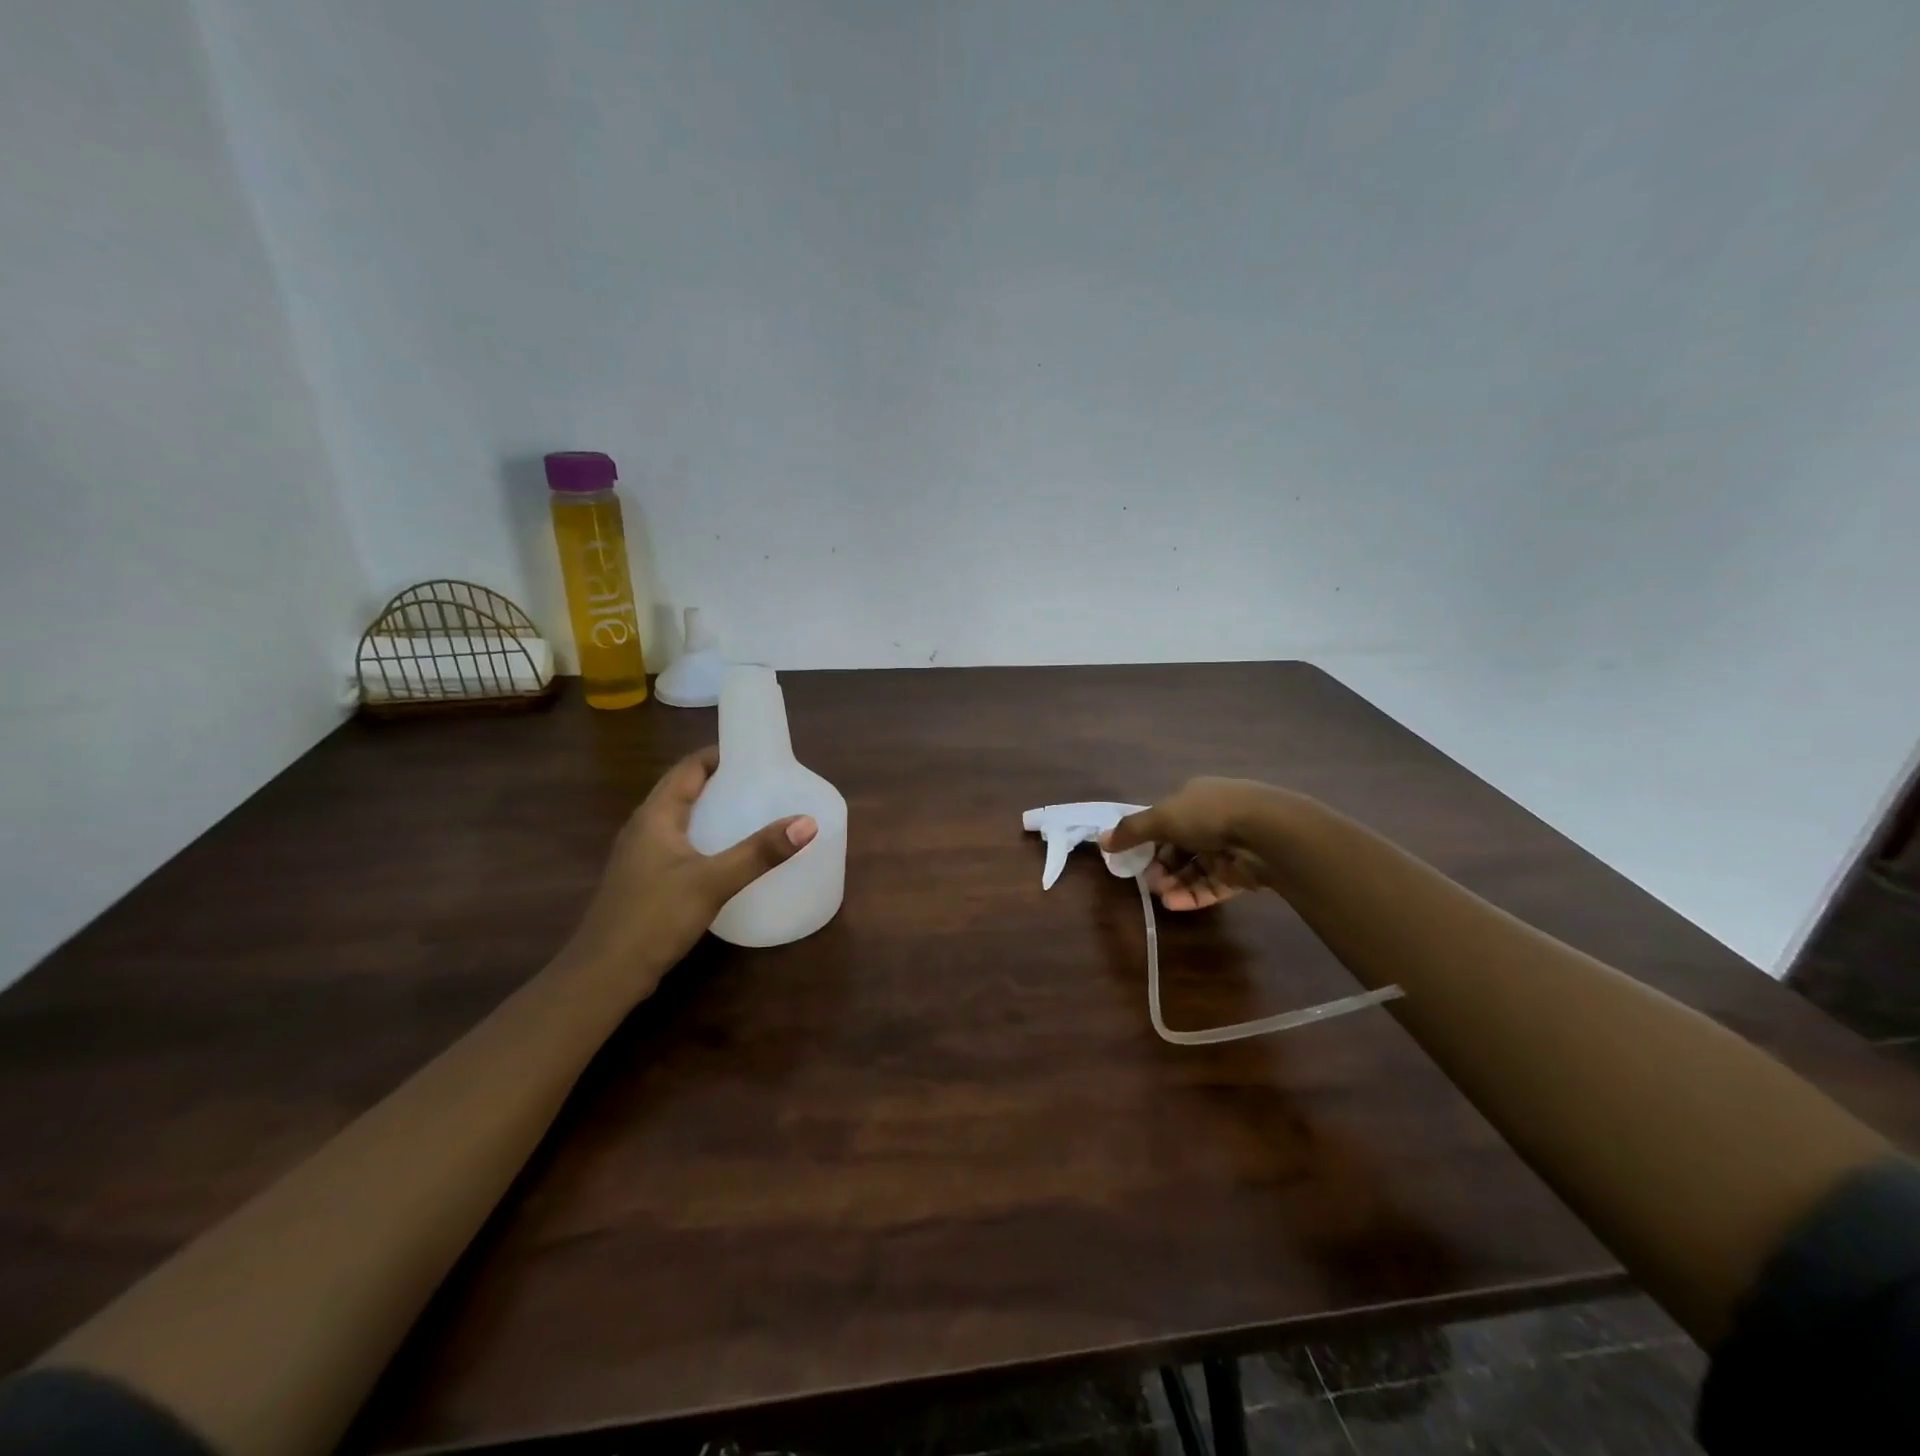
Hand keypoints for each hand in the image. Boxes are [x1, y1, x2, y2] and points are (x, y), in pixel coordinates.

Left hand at [563, 746, 816, 981]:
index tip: (758, 753)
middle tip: (766, 783)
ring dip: (715, 811)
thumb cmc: (654, 917)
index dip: (721, 755)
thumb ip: (760, 852)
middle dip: (723, 782)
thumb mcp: (712, 881)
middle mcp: (645, 827)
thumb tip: (807, 822)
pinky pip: (681, 844)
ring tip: (755, 812)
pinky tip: (730, 855)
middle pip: (686, 790)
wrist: (604, 975)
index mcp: (656, 815)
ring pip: (683, 819)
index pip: (689, 767)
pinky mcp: (646, 880)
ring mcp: (642, 855)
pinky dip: (707, 838)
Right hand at [1101, 776, 1279, 910]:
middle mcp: (1212, 819)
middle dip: (1160, 866)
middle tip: (1147, 882)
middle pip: (1178, 847)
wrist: (1266, 833)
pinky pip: (1213, 886)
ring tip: (1162, 897)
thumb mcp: (1162, 818)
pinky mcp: (1243, 873)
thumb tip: (1101, 840)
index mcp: (1194, 798)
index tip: (1131, 858)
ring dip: (1175, 883)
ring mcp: (1229, 847)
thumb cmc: (1208, 815)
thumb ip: (1131, 831)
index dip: (1146, 839)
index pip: (1165, 820)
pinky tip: (1176, 904)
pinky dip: (1194, 895)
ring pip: (1195, 869)